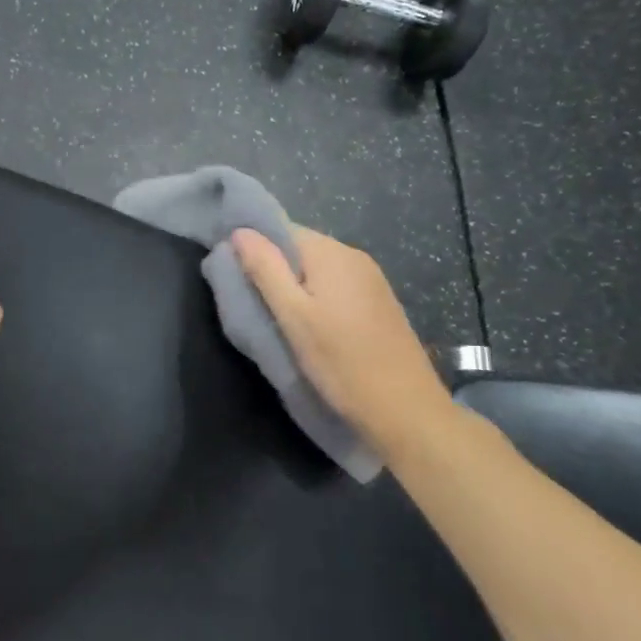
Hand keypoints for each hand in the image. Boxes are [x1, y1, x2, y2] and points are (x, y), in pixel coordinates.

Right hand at [232, 225, 451, 442]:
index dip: (254, 248)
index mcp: (332, 253)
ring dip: (294, 287)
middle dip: (273, 269)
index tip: (235, 276)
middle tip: (252, 303)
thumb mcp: (292, 316)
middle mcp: (354, 257)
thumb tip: (239, 231)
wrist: (406, 411)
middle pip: (300, 249)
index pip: (282, 230)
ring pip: (317, 271)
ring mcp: (372, 281)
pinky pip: (335, 287)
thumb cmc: (341, 362)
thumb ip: (265, 269)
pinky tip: (309, 328)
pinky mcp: (379, 304)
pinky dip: (315, 300)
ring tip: (277, 319)